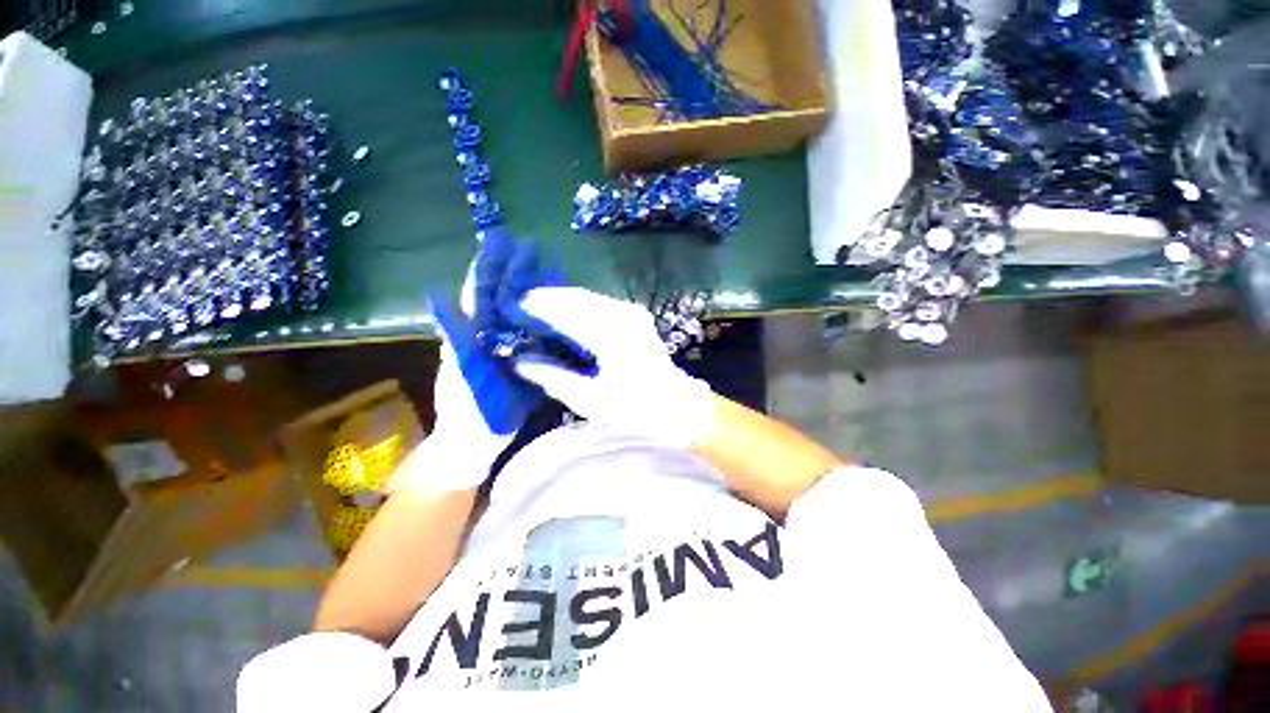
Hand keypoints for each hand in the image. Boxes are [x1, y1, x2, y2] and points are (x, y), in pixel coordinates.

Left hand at [417, 231, 560, 488]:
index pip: (483, 290)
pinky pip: (542, 331)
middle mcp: (493, 332)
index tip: (504, 238)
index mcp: (474, 330)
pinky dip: (552, 315)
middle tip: (534, 243)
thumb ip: (453, 332)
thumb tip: (436, 292)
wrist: (480, 437)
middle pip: (508, 295)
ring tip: (552, 263)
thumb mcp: (459, 369)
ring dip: (539, 287)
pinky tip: (564, 304)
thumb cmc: (466, 406)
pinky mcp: (531, 358)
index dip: (493, 264)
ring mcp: (513, 345)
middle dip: (520, 268)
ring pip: (527, 311)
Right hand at [510, 287, 715, 449]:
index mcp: (612, 334)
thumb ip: (552, 376)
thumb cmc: (634, 410)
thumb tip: (518, 360)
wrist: (676, 408)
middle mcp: (623, 315)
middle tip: (517, 308)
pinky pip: (598, 305)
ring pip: (586, 299)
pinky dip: (577, 308)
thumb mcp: (589, 399)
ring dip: (560, 303)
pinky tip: (562, 318)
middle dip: (545, 300)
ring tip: (534, 311)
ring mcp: (631, 314)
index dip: (536, 307)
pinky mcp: (634, 318)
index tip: (509, 308)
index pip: (565, 311)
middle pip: (575, 298)